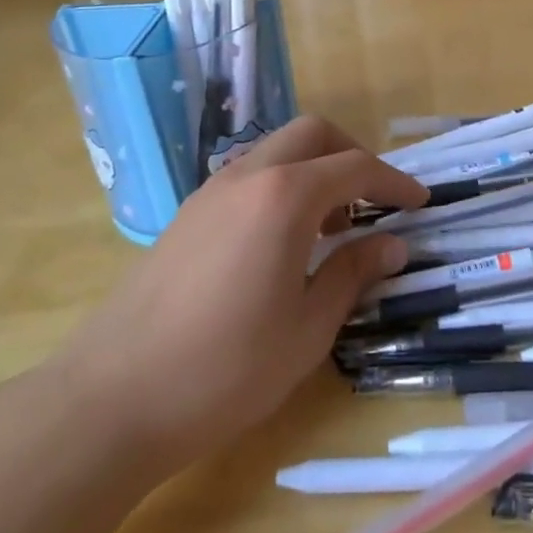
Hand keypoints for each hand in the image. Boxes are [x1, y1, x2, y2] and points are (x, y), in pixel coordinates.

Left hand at [59, 117, 425, 476]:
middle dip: (352, 155)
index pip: (355, 167)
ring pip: (276, 151)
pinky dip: (281, 187)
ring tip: (332, 227)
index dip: (394, 180)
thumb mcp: (307, 329)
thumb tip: (393, 245)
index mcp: (284, 197)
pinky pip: (249, 176)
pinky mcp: (187, 214)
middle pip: (312, 134)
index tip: (420, 202)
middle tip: (374, 202)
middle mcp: (248, 176)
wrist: (112, 398)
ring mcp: (211, 191)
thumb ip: (352, 274)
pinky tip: (283, 242)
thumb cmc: (225, 369)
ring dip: (314, 170)